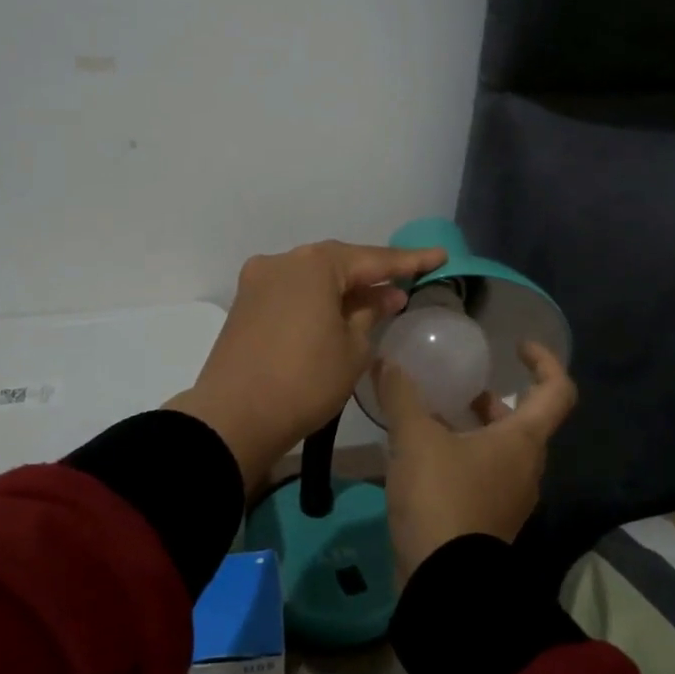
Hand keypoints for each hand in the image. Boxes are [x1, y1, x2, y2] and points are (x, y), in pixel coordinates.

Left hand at [168, 240, 448, 496]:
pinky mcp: (245, 304)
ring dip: (343, 288)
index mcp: (314, 264)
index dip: (409, 261)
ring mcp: (258, 281)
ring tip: (376, 300)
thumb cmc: (305, 381)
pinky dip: (317, 299)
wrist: (235, 417)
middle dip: (372, 274)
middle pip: (338, 263)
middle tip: (406, 282)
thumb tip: (384, 296)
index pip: (373, 259)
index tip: (439, 256)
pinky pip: (292, 292)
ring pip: (312, 277)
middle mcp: (283, 261)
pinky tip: (337, 312)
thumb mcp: (353, 349)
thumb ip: (370, 314)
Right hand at [375, 341, 577, 580]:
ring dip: (476, 429)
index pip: (557, 391)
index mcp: (523, 440)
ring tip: (436, 417)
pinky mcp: (489, 522)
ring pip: (502, 450)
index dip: (545, 361)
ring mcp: (510, 498)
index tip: (518, 347)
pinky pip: (484, 475)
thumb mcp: (415, 439)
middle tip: (464, 386)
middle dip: (497, 399)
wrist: (444, 582)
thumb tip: (387, 361)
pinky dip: (463, 456)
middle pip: (525, 422)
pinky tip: (424, 457)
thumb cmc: (441, 498)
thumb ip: (402, 396)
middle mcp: (526, 468)